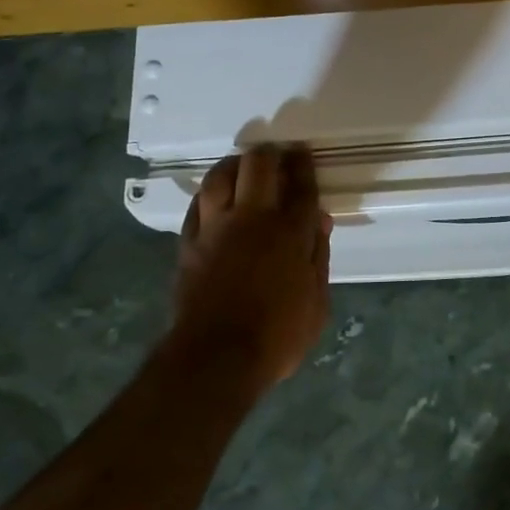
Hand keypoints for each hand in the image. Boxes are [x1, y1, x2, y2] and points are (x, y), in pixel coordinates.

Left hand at [169, 146, 331, 393]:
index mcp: (290, 232)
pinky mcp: (189, 242)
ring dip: (234, 164)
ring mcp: (216, 227)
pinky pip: (197, 204)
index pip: (301, 186)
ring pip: (220, 177)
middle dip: (270, 153)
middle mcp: (252, 218)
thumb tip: (320, 220)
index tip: (302, 151)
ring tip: (242, 164)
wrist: (216, 358)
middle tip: (276, 153)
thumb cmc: (277, 336)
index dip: (303, 164)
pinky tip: (213, 194)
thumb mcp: (317, 303)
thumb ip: (319, 257)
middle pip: (259, 166)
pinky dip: (208, 193)